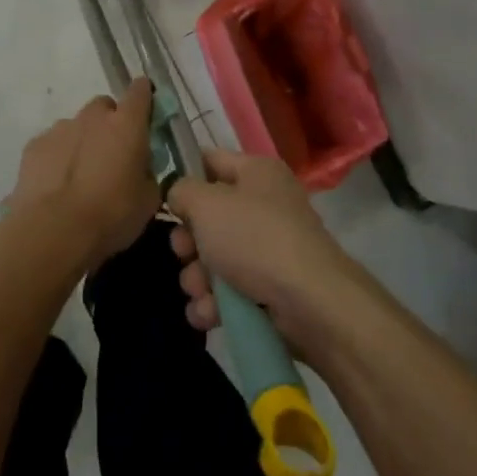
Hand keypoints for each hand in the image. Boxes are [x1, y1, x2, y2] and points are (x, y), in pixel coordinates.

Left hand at [2, 78, 160, 267]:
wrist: (54, 232)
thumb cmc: (111, 215)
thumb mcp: (148, 200)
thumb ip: (148, 174)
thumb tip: (141, 169)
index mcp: (127, 124)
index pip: (140, 91)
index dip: (144, 98)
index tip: (146, 114)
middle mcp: (93, 117)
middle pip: (104, 107)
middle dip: (110, 124)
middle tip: (112, 156)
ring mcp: (60, 128)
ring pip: (77, 126)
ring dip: (83, 142)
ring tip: (81, 179)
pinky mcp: (34, 145)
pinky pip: (53, 144)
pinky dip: (57, 157)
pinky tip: (57, 186)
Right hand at [165, 148, 358, 346]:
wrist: (310, 302)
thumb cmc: (254, 239)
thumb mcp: (207, 204)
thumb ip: (182, 191)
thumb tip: (180, 196)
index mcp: (257, 173)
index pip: (211, 161)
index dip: (186, 178)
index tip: (165, 200)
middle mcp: (266, 205)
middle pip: (209, 217)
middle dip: (188, 242)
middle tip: (183, 254)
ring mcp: (270, 248)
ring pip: (216, 258)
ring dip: (197, 278)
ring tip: (199, 292)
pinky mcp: (272, 287)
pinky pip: (231, 290)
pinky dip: (215, 303)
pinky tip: (209, 313)